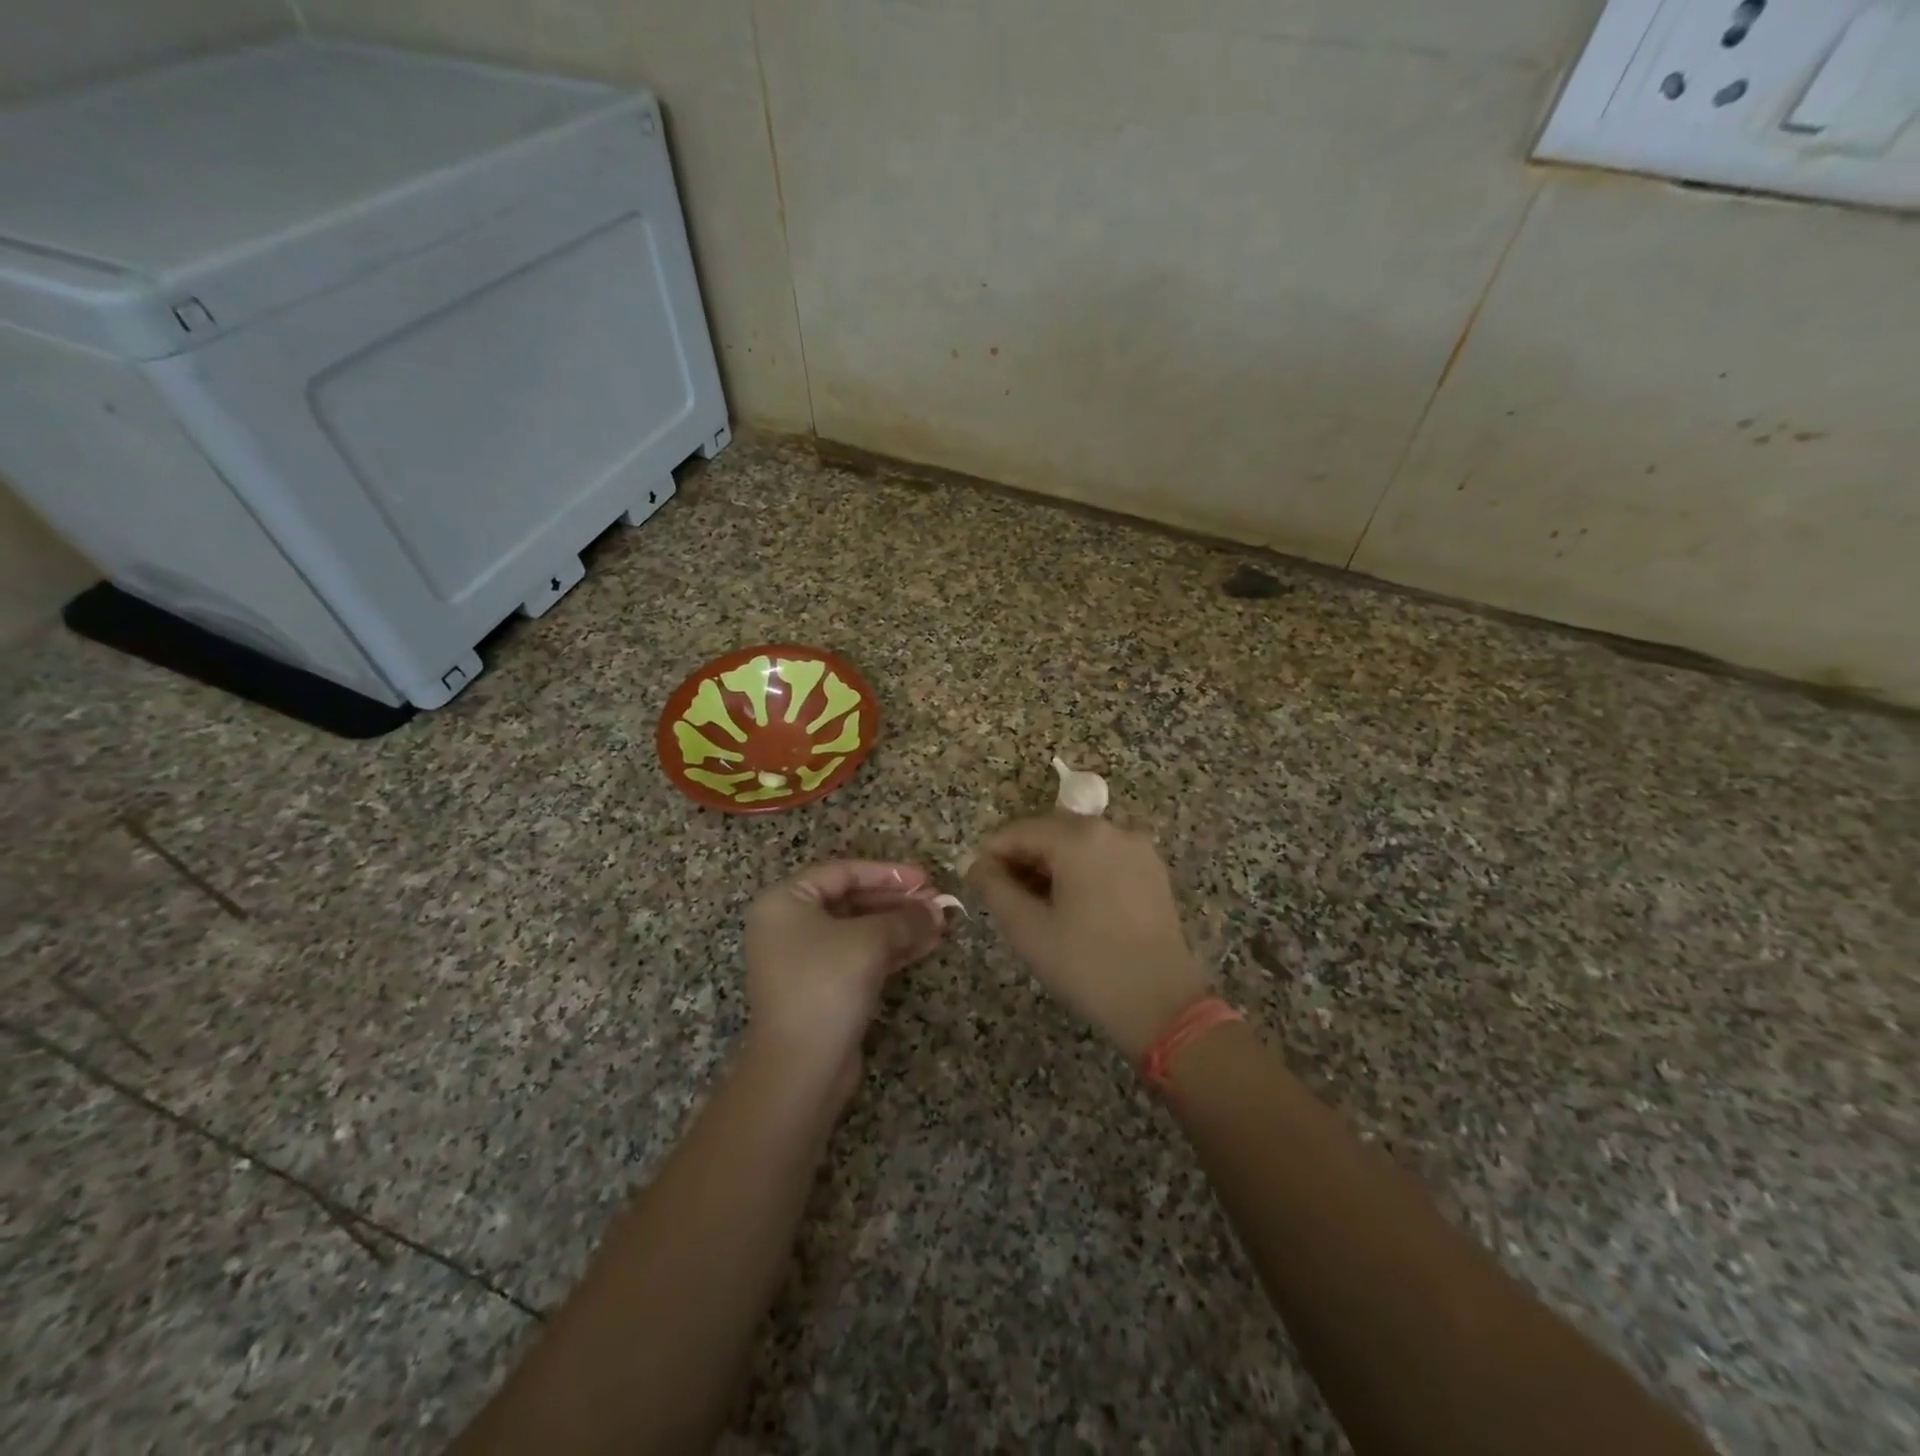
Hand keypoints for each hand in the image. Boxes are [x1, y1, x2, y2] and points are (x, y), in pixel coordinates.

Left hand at [742, 861, 946, 1099]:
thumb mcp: (870, 941)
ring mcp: (805, 958)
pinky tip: (926, 945)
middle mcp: (789, 925)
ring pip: (859, 930)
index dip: (887, 873)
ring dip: (900, 926)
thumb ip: (905, 919)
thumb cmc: (827, 985)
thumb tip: (937, 910)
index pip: (843, 872)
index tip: (925, 878)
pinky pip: (859, 956)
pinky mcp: (822, 987)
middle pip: (852, 900)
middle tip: (936, 902)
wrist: (800, 1067)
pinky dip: (891, 949)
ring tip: (939, 924)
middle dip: (897, 901)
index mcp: (786, 902)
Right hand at [966, 814, 1208, 1060]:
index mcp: (1078, 838)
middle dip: (1022, 858)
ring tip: (1035, 904)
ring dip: (1051, 865)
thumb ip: (994, 888)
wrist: (1162, 1004)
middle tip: (1003, 897)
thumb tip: (974, 864)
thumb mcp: (1028, 928)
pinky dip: (1080, 870)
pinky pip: (1104, 857)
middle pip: (1050, 832)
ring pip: (1078, 844)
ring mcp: (1136, 848)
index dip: (991, 854)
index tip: (975, 882)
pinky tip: (1071, 905)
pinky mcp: (1152, 869)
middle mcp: (1111, 829)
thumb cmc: (1087, 965)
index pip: (1019, 831)